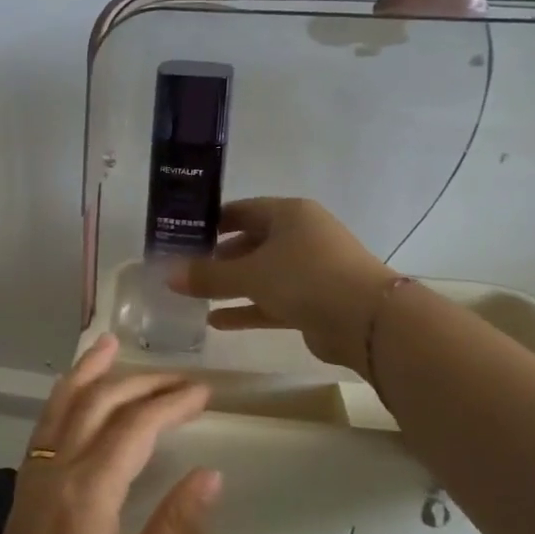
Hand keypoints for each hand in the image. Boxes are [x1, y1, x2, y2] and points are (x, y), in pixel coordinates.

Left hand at [0, 334, 219, 533]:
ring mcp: (31, 481)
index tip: (205, 392)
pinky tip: (77, 398)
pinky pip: (45, 429)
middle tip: (181, 376)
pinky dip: (64, 399)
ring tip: (109, 344)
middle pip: (96, 405)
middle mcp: (54, 474)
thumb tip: (212, 473)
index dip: (171, 404)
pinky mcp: (23, 495)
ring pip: (60, 407)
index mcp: (87, 494)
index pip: (134, 428)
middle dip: (140, 383)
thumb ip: (174, 529)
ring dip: (89, 373)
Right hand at [170, 197, 396, 368]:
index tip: (182, 237)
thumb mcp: (250, 273)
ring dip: (230, 286)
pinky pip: (271, 301)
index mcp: (289, 215)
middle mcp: (300, 237)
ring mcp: (309, 270)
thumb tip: (168, 275)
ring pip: (260, 275)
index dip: (211, 223)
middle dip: (217, 258)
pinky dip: (247, 309)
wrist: (367, 321)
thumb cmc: (305, 278)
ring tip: (193, 297)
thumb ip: (208, 275)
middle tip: (184, 271)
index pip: (241, 211)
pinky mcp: (313, 302)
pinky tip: (216, 322)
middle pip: (250, 243)